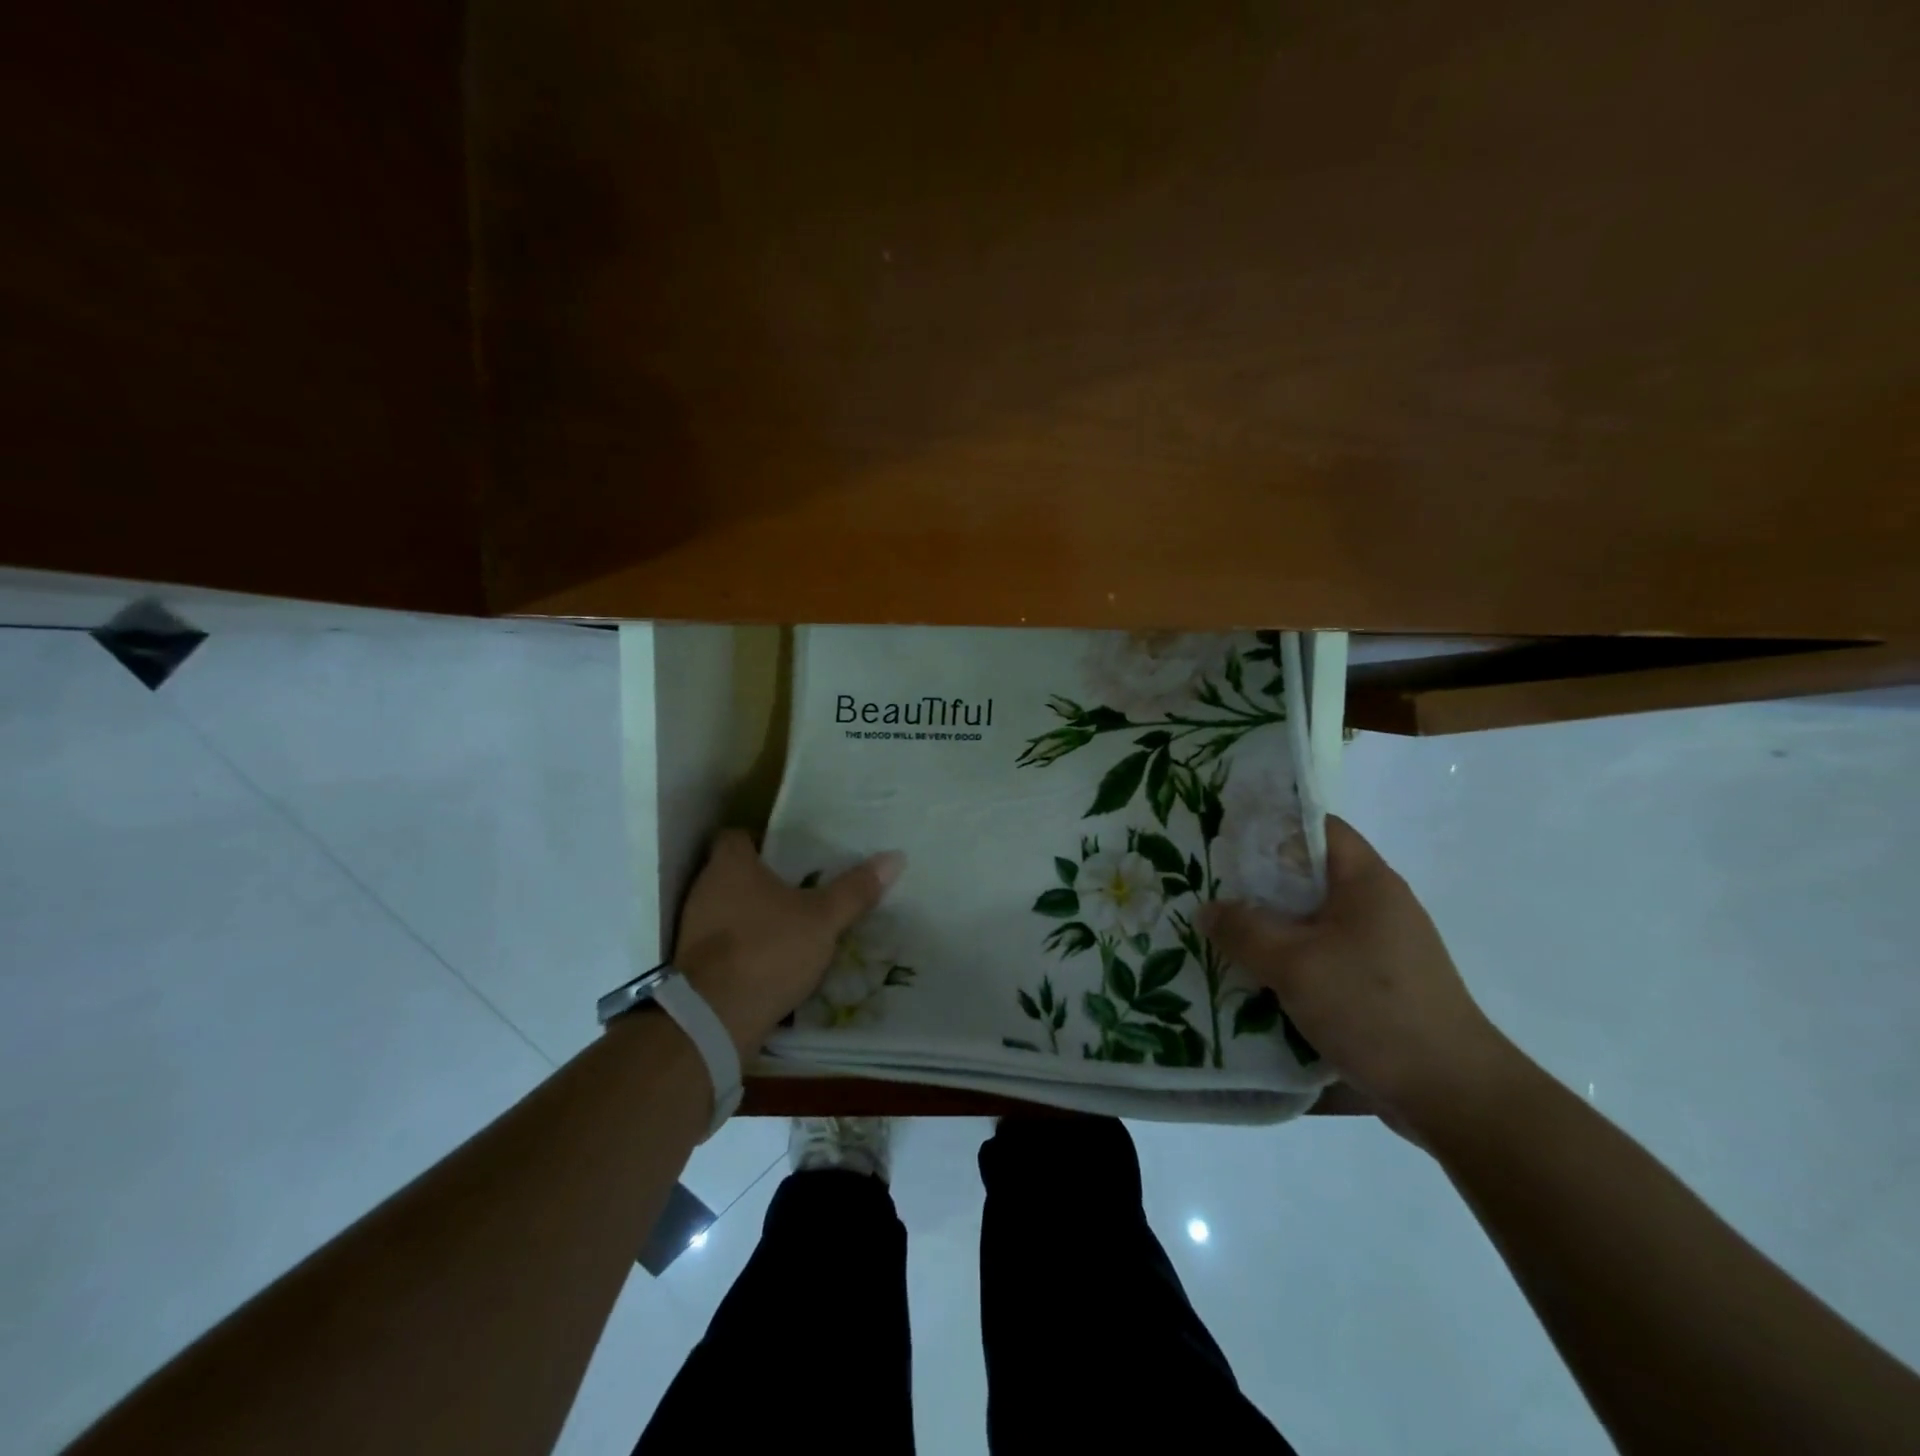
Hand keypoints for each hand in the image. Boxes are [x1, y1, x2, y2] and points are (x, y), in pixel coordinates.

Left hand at [672, 830, 904, 1058]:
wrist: (713, 1019)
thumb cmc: (767, 950)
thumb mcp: (823, 919)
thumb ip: (855, 890)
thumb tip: (895, 857)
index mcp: (729, 866)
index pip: (736, 836)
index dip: (762, 840)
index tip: (791, 854)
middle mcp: (704, 890)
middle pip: (733, 873)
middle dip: (764, 880)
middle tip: (801, 888)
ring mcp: (693, 929)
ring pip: (727, 910)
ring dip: (754, 916)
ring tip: (792, 925)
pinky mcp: (692, 965)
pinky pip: (723, 943)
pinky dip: (744, 946)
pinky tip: (772, 959)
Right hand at [1198, 817, 1516, 1143]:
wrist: (1453, 1095)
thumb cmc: (1373, 1009)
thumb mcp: (1294, 964)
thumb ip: (1244, 930)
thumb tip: (1208, 909)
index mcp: (1367, 881)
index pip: (1317, 827)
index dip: (1270, 824)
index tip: (1224, 836)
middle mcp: (1378, 905)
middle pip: (1308, 876)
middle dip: (1257, 882)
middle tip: (1207, 886)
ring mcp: (1381, 948)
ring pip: (1311, 921)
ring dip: (1270, 927)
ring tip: (1220, 932)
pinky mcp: (1378, 986)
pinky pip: (1322, 957)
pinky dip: (1288, 960)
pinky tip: (1253, 977)